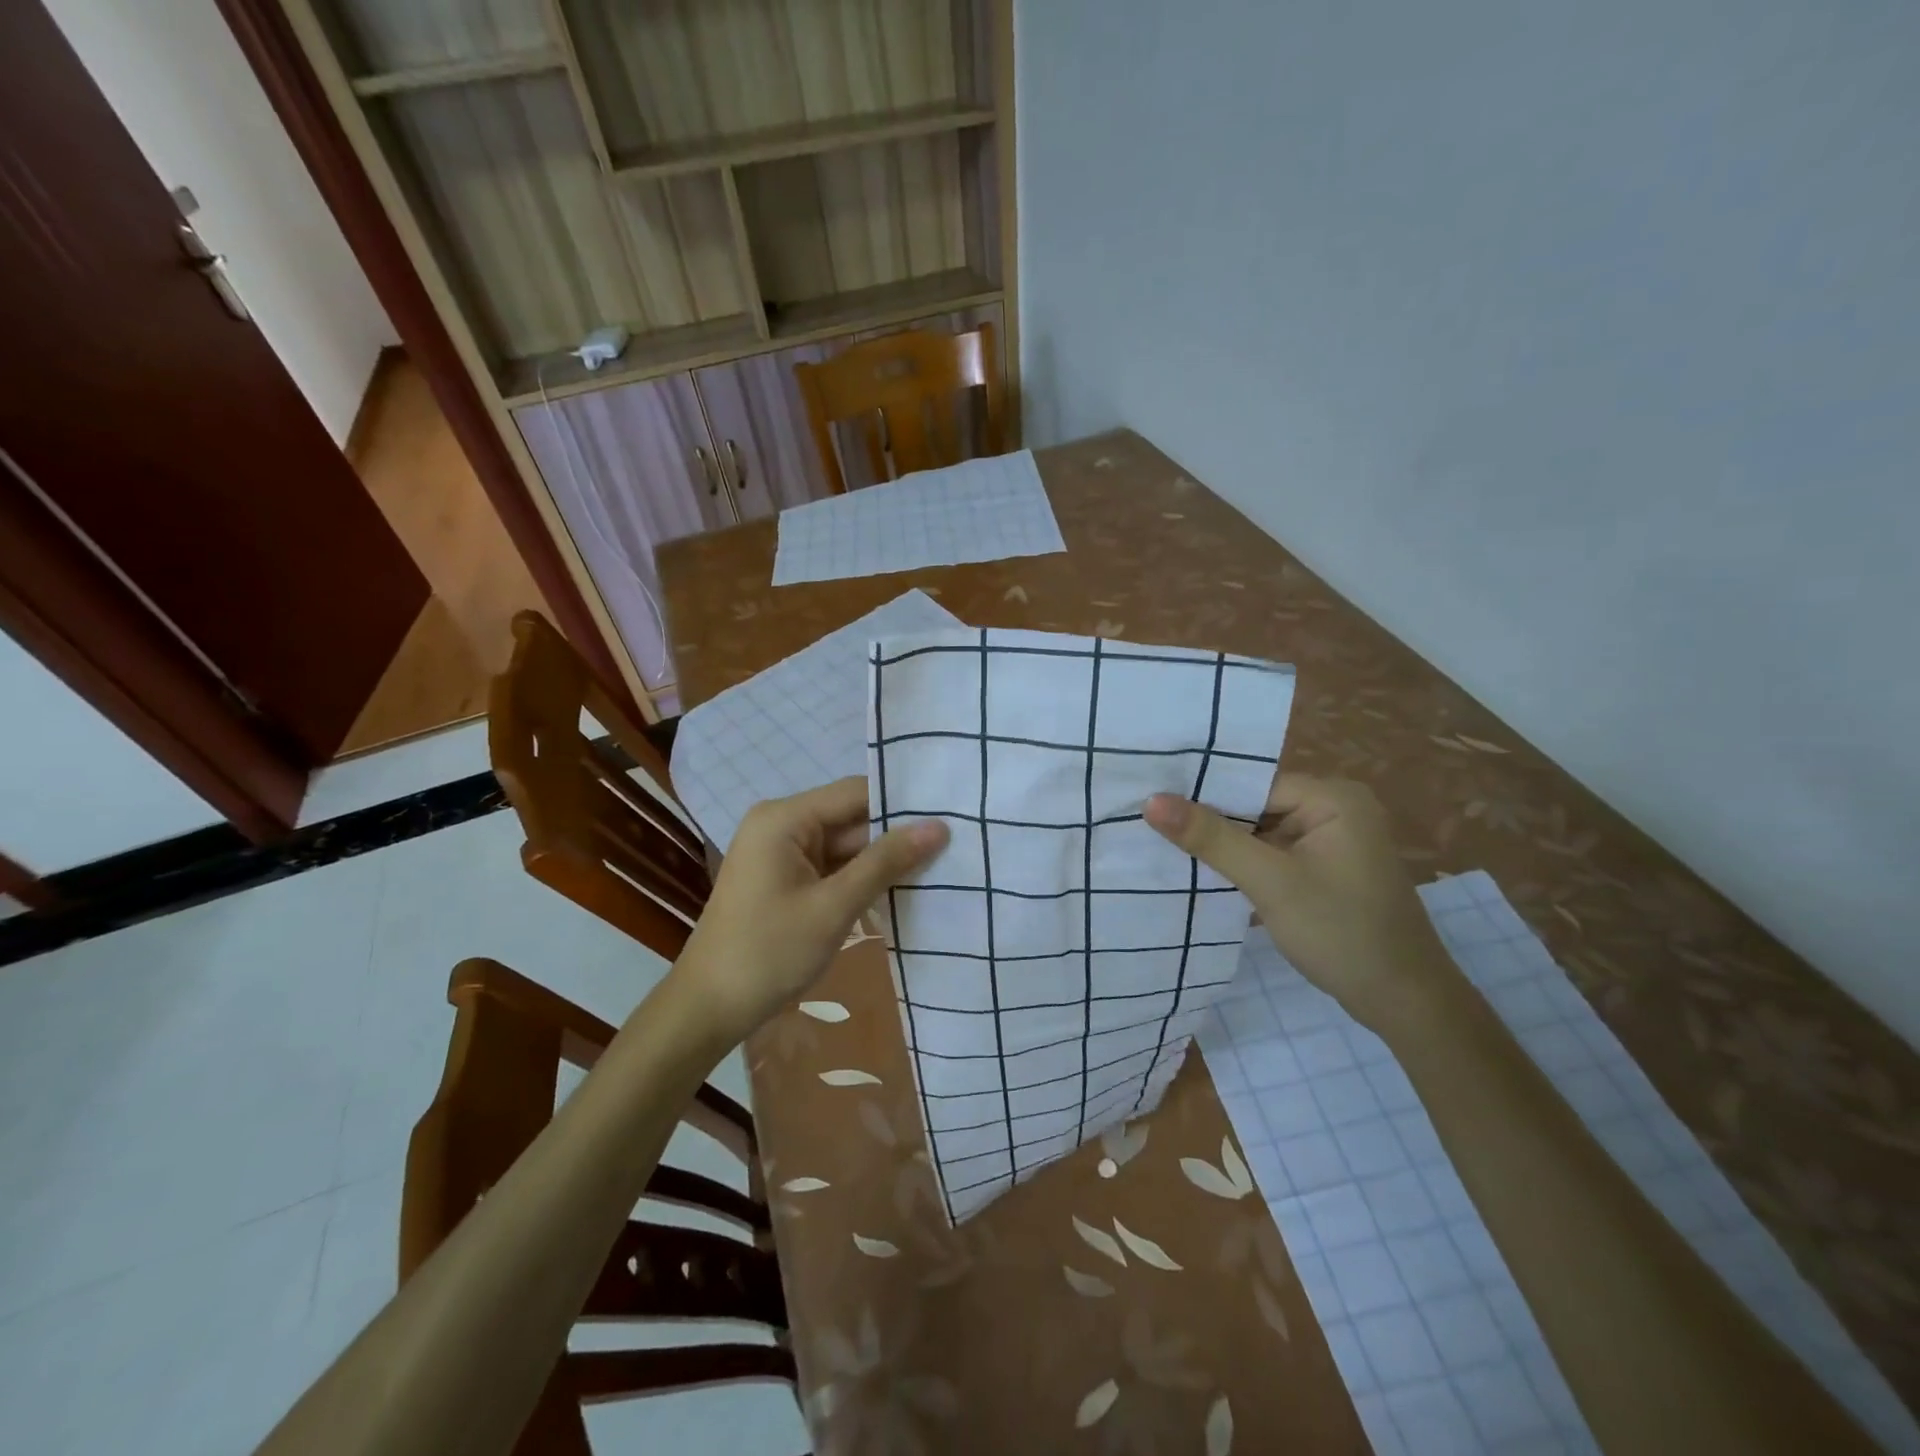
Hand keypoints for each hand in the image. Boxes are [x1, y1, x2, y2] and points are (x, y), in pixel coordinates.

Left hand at [676, 777, 947, 1045]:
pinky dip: (861, 878)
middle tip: (954, 843)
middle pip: (852, 818)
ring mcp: (783, 852)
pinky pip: (833, 866)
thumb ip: (886, 863)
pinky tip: (902, 887)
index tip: (949, 815)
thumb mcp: (834, 907)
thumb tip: (938, 826)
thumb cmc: (769, 953)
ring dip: (882, 860)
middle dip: (896, 835)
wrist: (709, 1009)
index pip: (856, 793)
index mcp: (785, 818)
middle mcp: (782, 824)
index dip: (902, 804)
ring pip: (846, 845)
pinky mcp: (786, 878)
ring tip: (941, 864)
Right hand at [1144, 775, 1463, 1036]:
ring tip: (1163, 847)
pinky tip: (1203, 873)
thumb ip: (1211, 838)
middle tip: (1148, 826)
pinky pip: (1272, 855)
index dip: (1204, 795)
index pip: (1253, 784)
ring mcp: (1331, 841)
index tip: (1151, 804)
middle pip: (1255, 806)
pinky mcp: (1324, 870)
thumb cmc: (1341, 932)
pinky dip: (1243, 865)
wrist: (1405, 1003)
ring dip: (1223, 847)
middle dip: (1210, 823)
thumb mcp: (1270, 882)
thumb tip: (1151, 800)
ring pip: (1260, 833)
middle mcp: (1334, 809)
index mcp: (1333, 797)